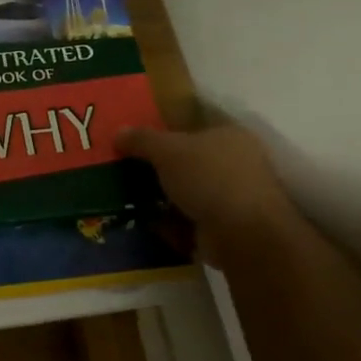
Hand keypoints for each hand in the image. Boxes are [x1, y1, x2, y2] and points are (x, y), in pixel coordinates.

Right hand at [116, 122, 300, 265]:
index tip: (136, 142)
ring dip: (162, 198)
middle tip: (126, 170)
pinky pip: (188, 221)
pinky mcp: (224, 227)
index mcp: (229, 135)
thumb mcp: (168, 150)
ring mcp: (231, 197)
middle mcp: (235, 163)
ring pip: (187, 193)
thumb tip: (119, 132)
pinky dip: (169, 224)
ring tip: (129, 199)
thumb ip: (142, 139)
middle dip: (160, 168)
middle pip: (188, 161)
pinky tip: (145, 223)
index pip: (194, 127)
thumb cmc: (208, 178)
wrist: (242, 234)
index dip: (165, 131)